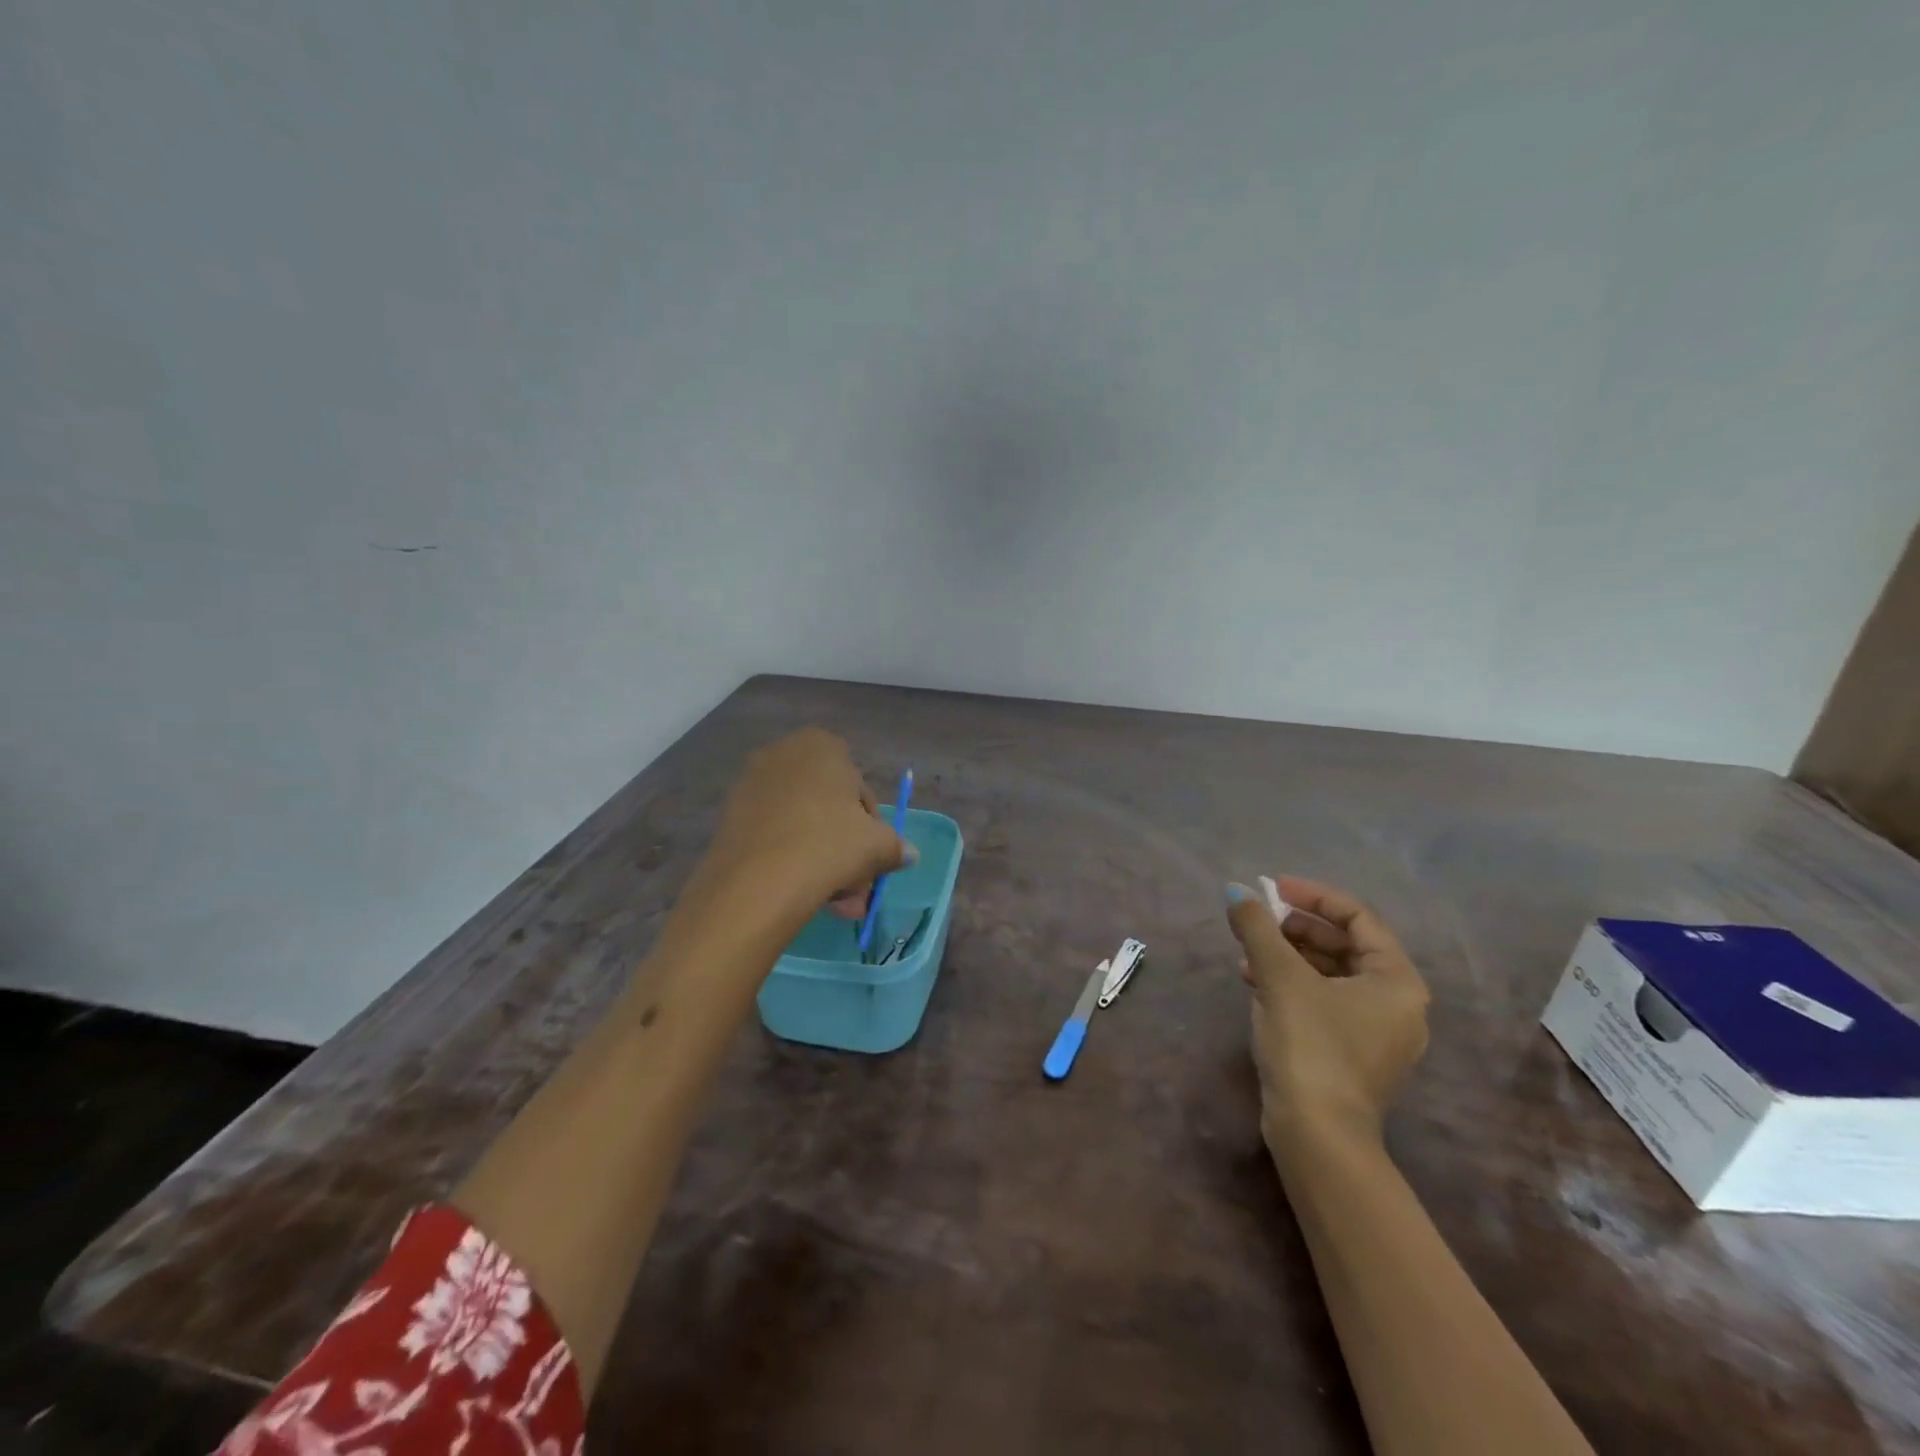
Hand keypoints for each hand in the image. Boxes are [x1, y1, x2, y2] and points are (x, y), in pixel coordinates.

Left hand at [696, 728, 913, 920]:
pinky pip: (773, 835)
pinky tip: (802, 895)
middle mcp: (783, 754)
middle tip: (856, 888)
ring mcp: (751, 784)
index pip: (859, 787)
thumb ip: (895, 846)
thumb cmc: (828, 845)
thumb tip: (909, 854)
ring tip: (835, 904)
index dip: (871, 826)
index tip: (873, 858)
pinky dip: (790, 860)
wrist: (756, 881)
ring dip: (822, 861)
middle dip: (846, 850)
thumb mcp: (877, 846)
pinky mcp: (729, 817)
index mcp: (822, 746)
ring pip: (801, 825)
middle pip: (828, 808)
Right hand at [1226, 876, 1428, 1147]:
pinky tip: (1255, 981)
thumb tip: (1236, 891)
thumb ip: (1258, 927)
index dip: (1313, 895)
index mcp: (1397, 980)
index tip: (1272, 888)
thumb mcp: (1280, 977)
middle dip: (1298, 926)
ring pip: (1331, 974)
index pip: (1358, 916)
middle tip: (1260, 919)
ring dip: (1289, 954)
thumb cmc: (1310, 1045)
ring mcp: (1376, 1032)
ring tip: (1249, 951)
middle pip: (1345, 944)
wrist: (1317, 1135)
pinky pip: (1324, 1000)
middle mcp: (1398, 1003)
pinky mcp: (1351, 1053)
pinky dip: (1292, 984)